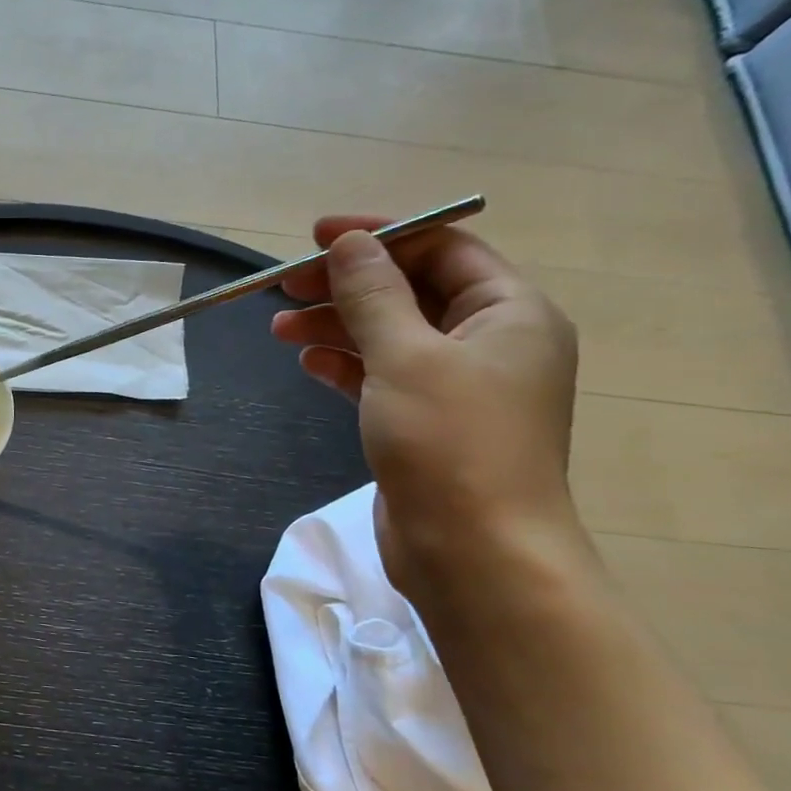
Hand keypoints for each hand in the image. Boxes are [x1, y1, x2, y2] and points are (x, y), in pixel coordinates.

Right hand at [271, 216, 578, 590]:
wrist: (473, 553)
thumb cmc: (450, 443)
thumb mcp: (406, 356)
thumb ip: (372, 294)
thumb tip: (347, 243)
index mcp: (510, 313)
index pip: (442, 249)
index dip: (379, 236)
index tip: (316, 237)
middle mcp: (490, 342)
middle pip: (411, 291)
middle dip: (348, 284)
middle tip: (285, 285)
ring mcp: (458, 386)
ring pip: (390, 334)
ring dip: (337, 324)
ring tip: (280, 327)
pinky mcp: (426, 422)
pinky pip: (382, 376)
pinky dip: (345, 364)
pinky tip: (308, 361)